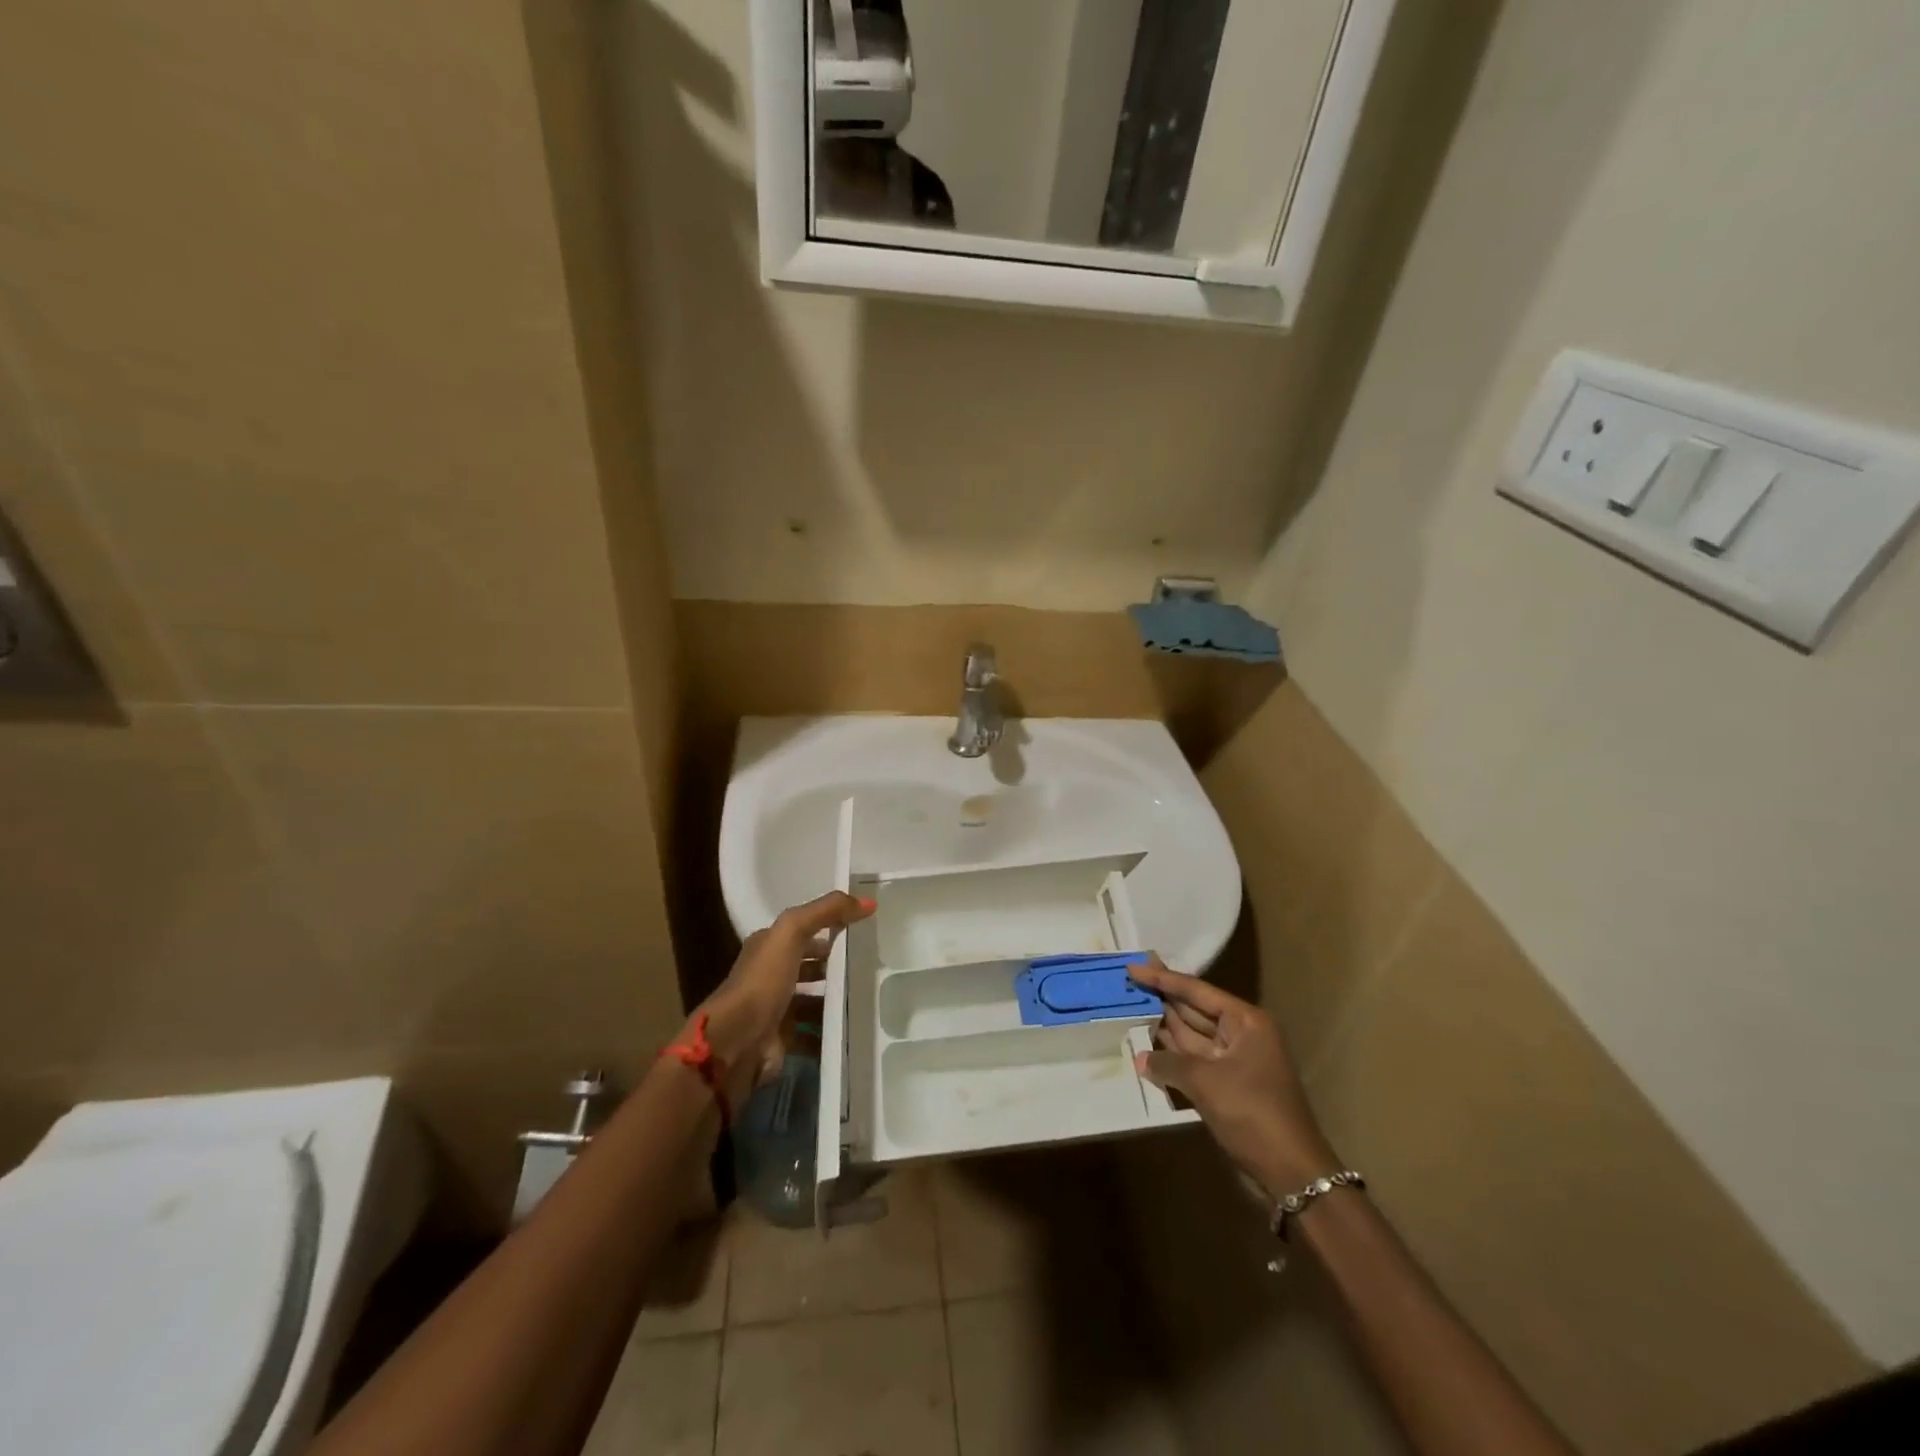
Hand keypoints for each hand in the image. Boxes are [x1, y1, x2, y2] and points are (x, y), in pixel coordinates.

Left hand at [694, 891, 874, 1090]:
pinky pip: (813, 1034)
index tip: (862, 930)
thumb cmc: (763, 980)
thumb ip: (826, 911)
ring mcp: (775, 1009)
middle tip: (870, 965)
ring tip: (868, 997)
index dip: (829, 927)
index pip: (802, 932)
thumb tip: (869, 902)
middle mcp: (769, 976)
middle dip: (835, 966)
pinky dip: (830, 1032)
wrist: (736, 1041)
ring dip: (835, 1000)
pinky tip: (855, 1028)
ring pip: (813, 1000)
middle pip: (808, 966)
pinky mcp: (782, 1039)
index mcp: (768, 947)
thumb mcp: (792, 931)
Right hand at [1130, 957, 1339, 1200]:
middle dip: (1162, 998)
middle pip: (1194, 1009)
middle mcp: (1242, 1034)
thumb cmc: (1252, 1112)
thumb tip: (1140, 1058)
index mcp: (1245, 1021)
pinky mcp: (1228, 1085)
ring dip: (1163, 1025)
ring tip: (1130, 1008)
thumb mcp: (1205, 1082)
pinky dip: (1172, 1056)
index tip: (1134, 966)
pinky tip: (1146, 1048)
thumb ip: (1168, 1063)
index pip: (1197, 990)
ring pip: (1192, 1036)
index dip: (1163, 978)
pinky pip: (1194, 1061)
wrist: (1291, 1171)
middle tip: (1128, 983)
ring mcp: (1235, 1060)